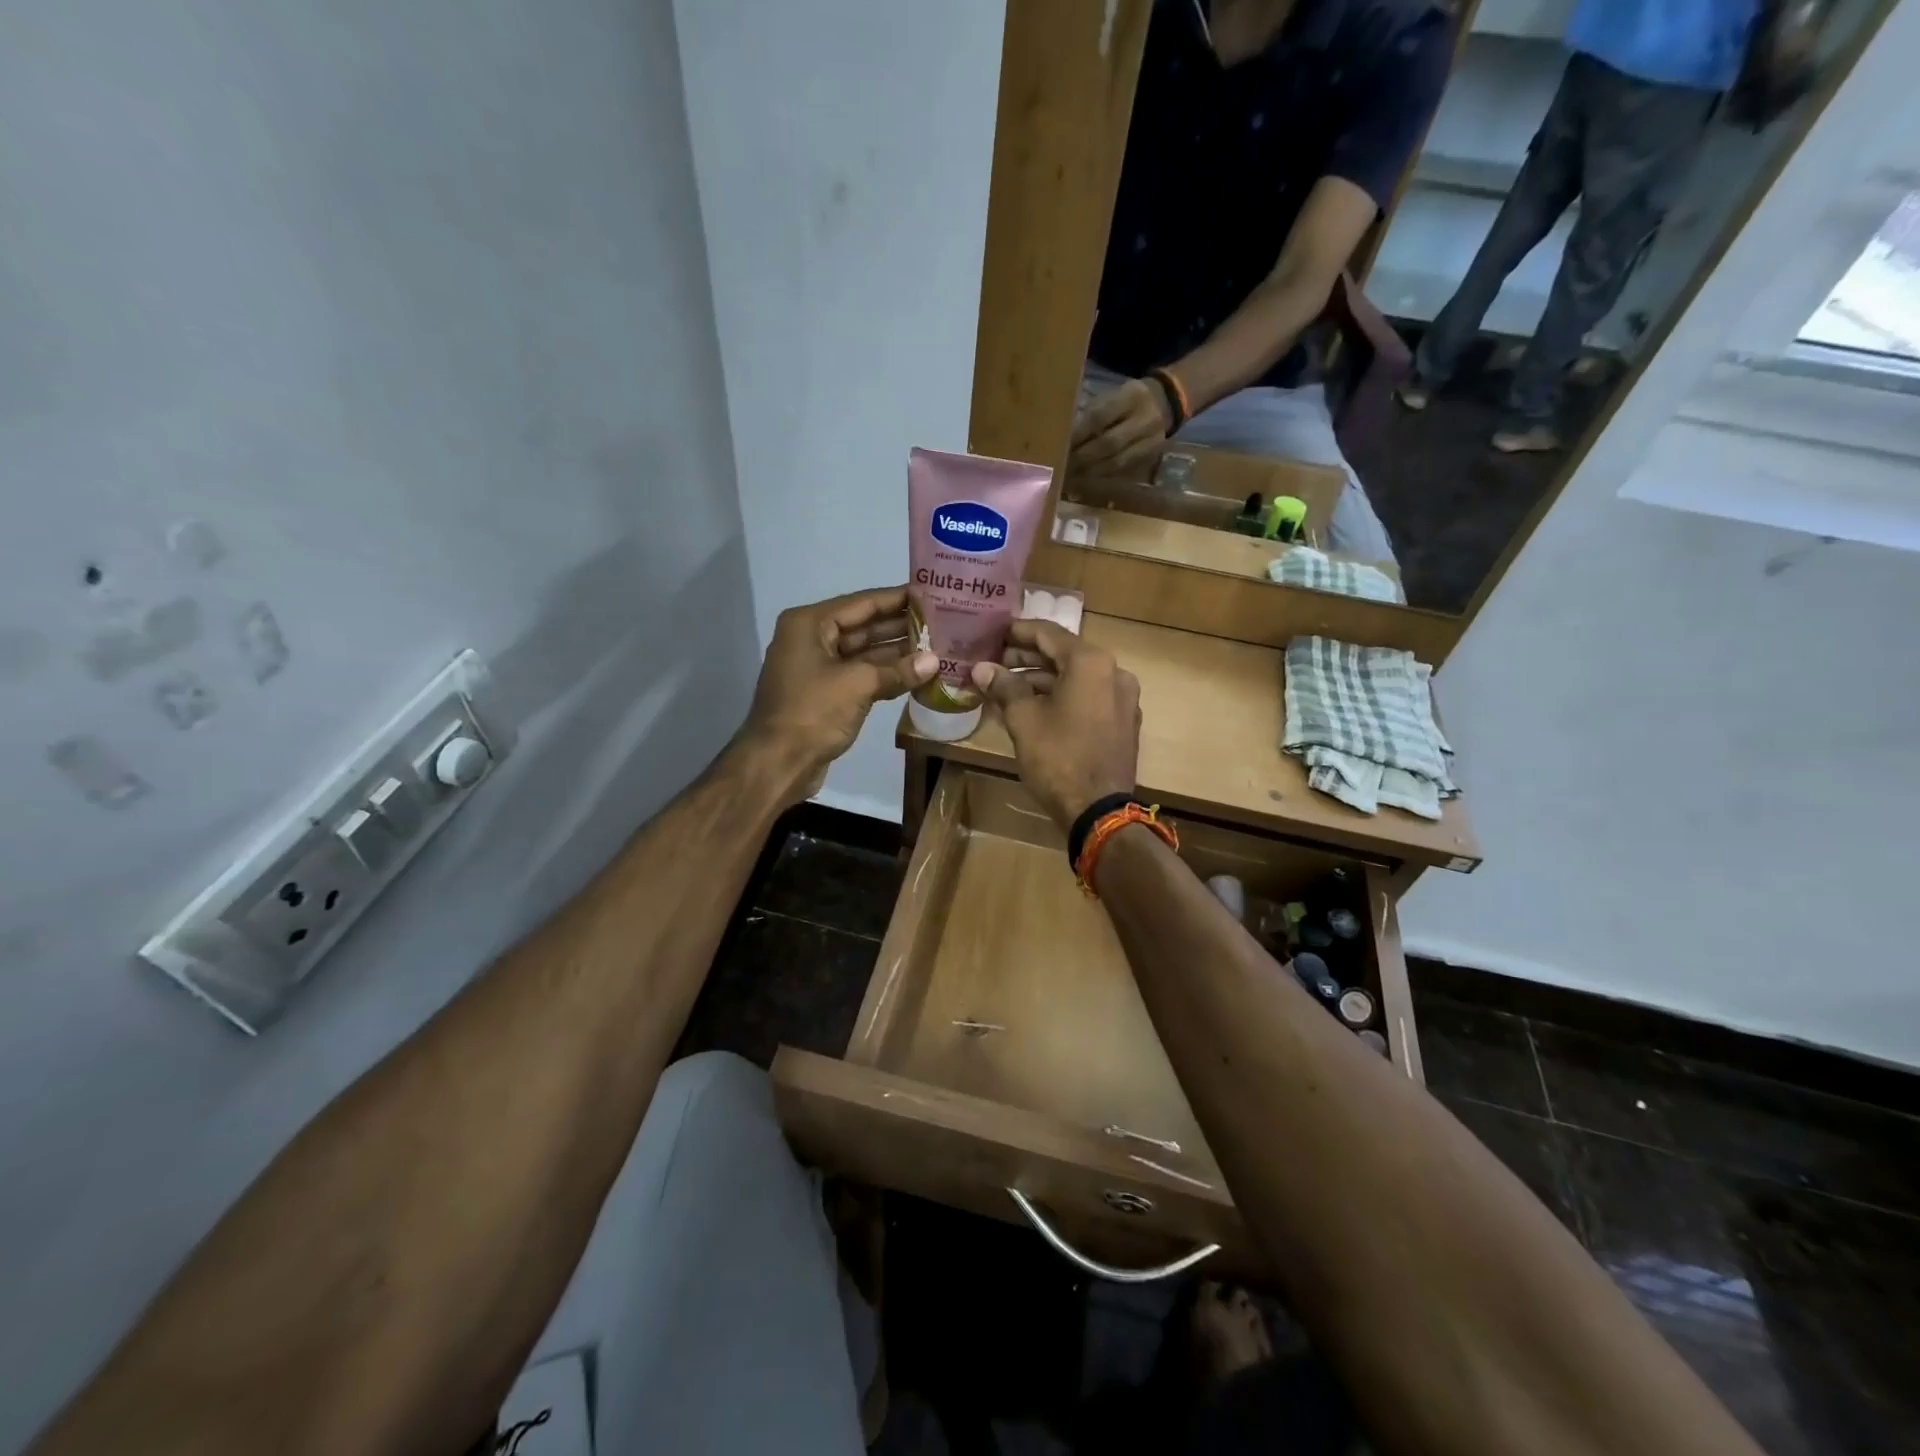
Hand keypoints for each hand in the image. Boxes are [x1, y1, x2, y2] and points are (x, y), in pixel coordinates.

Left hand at [738, 586, 936, 804]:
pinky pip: (861, 676)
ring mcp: (818, 668)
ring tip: (937, 647)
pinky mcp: (826, 694)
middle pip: (863, 626)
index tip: (930, 595)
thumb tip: (934, 661)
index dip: (897, 598)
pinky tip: (917, 674)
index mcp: (810, 624)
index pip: (862, 603)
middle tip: (941, 622)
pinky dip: (886, 675)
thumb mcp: (858, 684)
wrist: (777, 763)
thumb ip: (898, 670)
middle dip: (901, 626)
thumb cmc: (812, 712)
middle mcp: (811, 639)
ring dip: (897, 653)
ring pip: (864, 653)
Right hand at [970, 619, 1140, 831]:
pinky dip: (1062, 696)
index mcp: (1091, 662)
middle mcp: (1113, 672)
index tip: (993, 633)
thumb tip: (982, 668)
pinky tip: (1034, 707)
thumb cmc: (1058, 759)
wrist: (1099, 811)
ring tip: (1007, 686)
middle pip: (1064, 654)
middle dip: (1027, 657)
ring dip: (1042, 679)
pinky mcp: (1122, 722)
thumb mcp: (1024, 720)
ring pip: (1076, 677)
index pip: (1049, 633)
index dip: (1017, 632)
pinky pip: (1088, 696)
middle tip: (994, 662)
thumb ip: (1004, 687)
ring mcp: (1122, 698)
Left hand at [1069, 377, 1173, 475]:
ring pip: (1115, 461)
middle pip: (1108, 443)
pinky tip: (1087, 477)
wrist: (1168, 401)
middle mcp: (1144, 419)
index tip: (1059, 445)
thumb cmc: (1130, 398)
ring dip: (1090, 470)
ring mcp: (1150, 440)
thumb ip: (1094, 412)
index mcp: (1132, 396)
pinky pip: (1123, 468)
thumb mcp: (1115, 394)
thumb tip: (1066, 436)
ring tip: (1070, 475)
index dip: (1078, 434)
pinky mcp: (1151, 455)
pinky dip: (1102, 474)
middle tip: (1062, 465)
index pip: (1099, 417)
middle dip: (1082, 457)